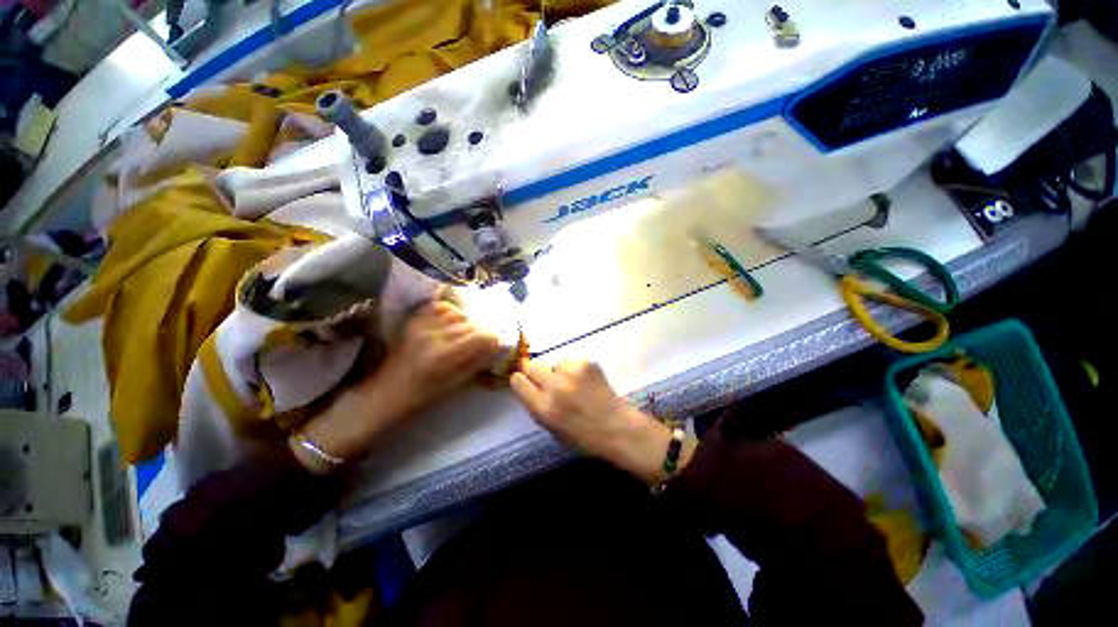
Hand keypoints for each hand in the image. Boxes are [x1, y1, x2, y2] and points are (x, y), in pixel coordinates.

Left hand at [292, 301, 503, 472]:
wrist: (385, 394)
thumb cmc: (422, 397)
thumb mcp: (456, 385)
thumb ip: (479, 362)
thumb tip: (499, 346)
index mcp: (444, 355)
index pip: (482, 336)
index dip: (494, 340)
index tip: (497, 345)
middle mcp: (434, 334)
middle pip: (473, 323)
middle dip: (483, 332)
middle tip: (484, 342)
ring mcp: (421, 324)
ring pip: (459, 314)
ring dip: (469, 323)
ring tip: (467, 335)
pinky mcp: (413, 320)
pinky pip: (441, 307)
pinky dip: (452, 313)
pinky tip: (452, 324)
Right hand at [510, 360, 694, 484]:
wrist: (619, 428)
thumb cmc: (584, 437)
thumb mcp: (552, 430)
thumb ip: (538, 407)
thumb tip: (528, 388)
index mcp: (544, 409)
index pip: (518, 382)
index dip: (518, 380)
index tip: (523, 381)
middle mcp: (554, 387)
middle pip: (530, 366)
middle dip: (533, 371)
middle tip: (544, 379)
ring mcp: (572, 373)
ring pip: (554, 363)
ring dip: (558, 372)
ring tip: (572, 384)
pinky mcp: (587, 363)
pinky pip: (571, 362)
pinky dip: (574, 370)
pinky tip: (585, 381)